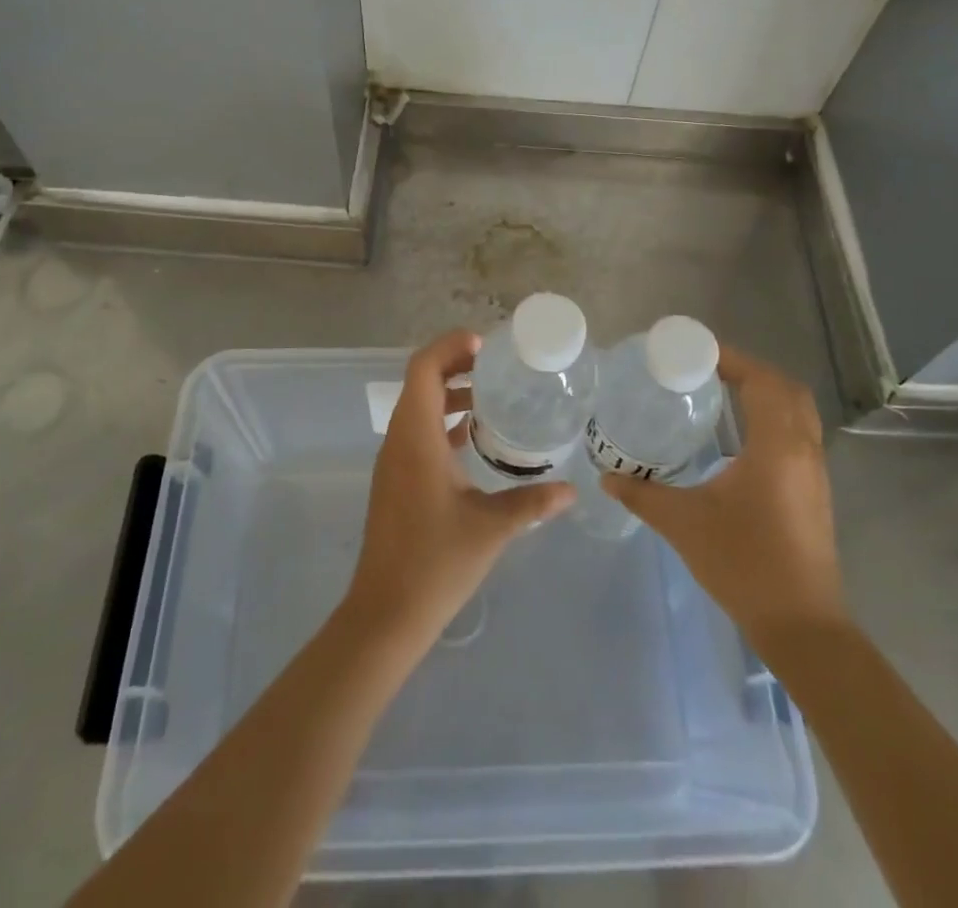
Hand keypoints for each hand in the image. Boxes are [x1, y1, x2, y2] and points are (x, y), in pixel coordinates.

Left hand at [342, 330, 575, 652]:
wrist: (386, 613)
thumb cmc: (436, 563)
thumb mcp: (491, 529)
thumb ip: (532, 504)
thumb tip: (572, 489)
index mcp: (416, 438)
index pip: (423, 369)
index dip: (450, 347)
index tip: (485, 345)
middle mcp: (399, 440)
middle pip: (421, 382)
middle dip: (454, 364)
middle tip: (495, 365)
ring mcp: (394, 461)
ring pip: (418, 407)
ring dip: (449, 393)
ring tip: (490, 394)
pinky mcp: (396, 479)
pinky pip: (417, 432)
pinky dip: (443, 421)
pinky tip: (473, 437)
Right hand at [604, 345, 845, 647]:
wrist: (802, 626)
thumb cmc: (744, 564)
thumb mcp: (684, 524)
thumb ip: (642, 495)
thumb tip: (607, 476)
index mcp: (776, 447)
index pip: (762, 381)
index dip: (732, 359)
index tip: (697, 351)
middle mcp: (803, 451)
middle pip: (786, 389)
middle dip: (751, 370)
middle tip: (709, 368)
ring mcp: (814, 473)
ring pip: (798, 413)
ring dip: (766, 393)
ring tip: (723, 392)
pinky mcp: (815, 493)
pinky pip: (798, 435)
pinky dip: (774, 418)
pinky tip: (741, 436)